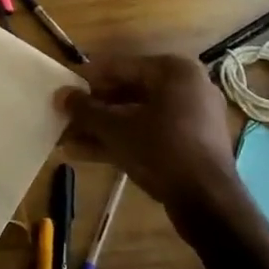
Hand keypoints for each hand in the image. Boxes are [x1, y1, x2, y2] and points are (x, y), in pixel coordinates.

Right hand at [58, 55, 262, 245]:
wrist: (208, 201)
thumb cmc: (161, 150)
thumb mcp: (115, 128)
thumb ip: (85, 110)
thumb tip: (60, 95)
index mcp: (173, 71)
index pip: (119, 67)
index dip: (86, 80)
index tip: (62, 92)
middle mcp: (186, 87)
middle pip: (127, 92)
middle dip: (93, 108)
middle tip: (64, 117)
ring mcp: (191, 117)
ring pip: (136, 116)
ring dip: (101, 127)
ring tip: (68, 139)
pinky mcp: (190, 144)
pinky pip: (149, 133)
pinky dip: (121, 140)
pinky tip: (86, 153)